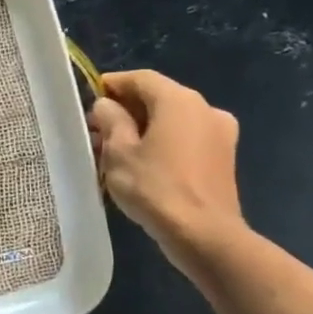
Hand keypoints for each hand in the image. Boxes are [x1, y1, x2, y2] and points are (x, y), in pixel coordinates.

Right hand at [88, 70, 245, 264]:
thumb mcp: (117, 151)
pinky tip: (142, 164)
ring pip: (172, 119)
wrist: (204, 235)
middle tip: (97, 130)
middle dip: (126, 109)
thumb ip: (110, 120)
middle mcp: (205, 108)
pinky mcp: (223, 157)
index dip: (112, 85)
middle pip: (158, 97)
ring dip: (143, 128)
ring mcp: (219, 134)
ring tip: (115, 151)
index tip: (89, 100)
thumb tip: (107, 106)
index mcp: (179, 100)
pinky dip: (163, 142)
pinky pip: (186, 138)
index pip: (140, 78)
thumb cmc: (154, 187)